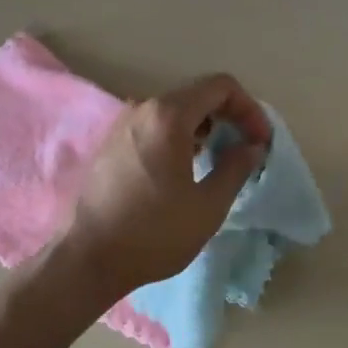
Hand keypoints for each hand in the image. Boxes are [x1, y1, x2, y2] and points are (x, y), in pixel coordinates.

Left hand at [61, 74, 270, 300]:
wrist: (88, 260)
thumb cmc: (154, 233)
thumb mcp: (209, 205)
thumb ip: (237, 167)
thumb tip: (251, 147)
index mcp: (168, 116)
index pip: (221, 87)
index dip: (249, 109)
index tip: (259, 141)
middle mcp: (143, 108)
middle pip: (197, 94)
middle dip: (229, 116)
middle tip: (245, 149)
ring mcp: (122, 124)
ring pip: (175, 110)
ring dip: (204, 127)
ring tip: (218, 160)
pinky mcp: (111, 143)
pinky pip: (155, 125)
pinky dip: (180, 136)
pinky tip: (186, 168)